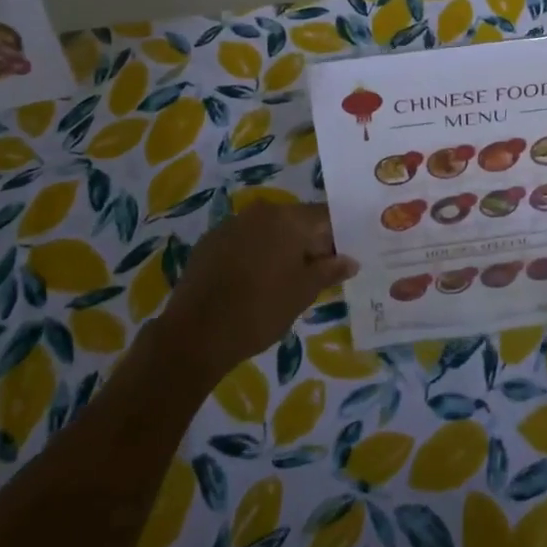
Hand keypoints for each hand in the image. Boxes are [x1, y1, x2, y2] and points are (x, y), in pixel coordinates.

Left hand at [156, 202, 356, 380]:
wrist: (195, 334)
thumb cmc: (260, 310)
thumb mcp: (303, 293)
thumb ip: (329, 271)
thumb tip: (351, 260)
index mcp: (288, 218)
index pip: (324, 217)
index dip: (338, 236)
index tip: (343, 257)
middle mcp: (260, 212)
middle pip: (296, 221)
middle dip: (310, 243)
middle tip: (319, 273)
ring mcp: (231, 225)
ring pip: (269, 231)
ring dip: (282, 249)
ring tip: (287, 280)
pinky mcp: (210, 242)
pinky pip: (244, 241)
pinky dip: (255, 255)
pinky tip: (255, 282)